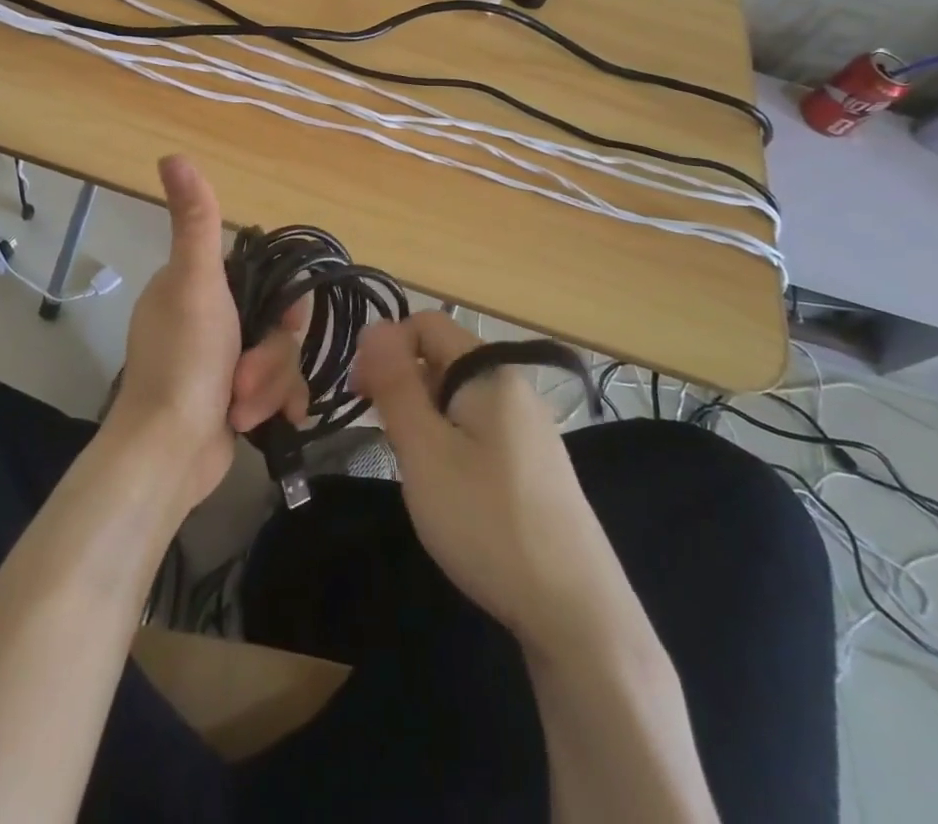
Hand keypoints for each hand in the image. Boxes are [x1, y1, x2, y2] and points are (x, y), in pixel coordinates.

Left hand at [107, 156, 308, 508]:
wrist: (168, 454)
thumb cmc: (184, 363)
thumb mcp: (195, 283)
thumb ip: (195, 220)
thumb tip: (172, 154)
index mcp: (197, 285)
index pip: (262, 277)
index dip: (282, 300)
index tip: (282, 321)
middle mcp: (209, 318)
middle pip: (277, 322)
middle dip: (270, 356)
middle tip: (244, 378)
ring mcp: (222, 361)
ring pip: (279, 358)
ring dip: (268, 386)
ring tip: (242, 410)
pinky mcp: (234, 398)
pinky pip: (277, 389)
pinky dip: (275, 405)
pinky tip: (274, 423)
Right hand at [350, 312, 619, 652]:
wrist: (577, 613)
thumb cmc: (488, 522)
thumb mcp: (425, 450)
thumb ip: (396, 384)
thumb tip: (374, 328)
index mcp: (489, 371)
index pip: (426, 323)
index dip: (385, 347)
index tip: (360, 395)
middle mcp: (513, 386)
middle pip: (442, 358)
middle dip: (402, 384)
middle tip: (381, 435)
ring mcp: (528, 426)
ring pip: (457, 397)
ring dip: (422, 415)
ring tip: (411, 465)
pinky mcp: (534, 462)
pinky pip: (477, 427)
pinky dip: (449, 440)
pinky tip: (447, 486)